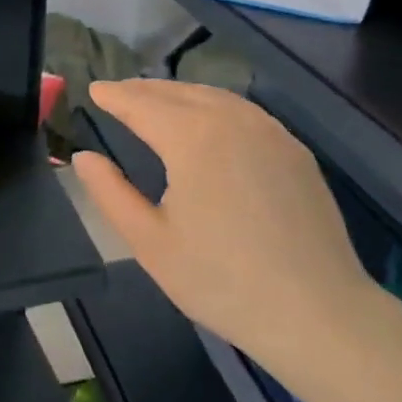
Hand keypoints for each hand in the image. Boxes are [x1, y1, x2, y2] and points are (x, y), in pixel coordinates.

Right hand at [73, 80, 380, 383]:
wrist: (318, 312)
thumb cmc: (223, 282)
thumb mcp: (150, 244)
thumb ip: (110, 194)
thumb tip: (83, 157)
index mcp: (191, 138)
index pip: (142, 104)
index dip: (115, 96)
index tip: (95, 90)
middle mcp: (231, 120)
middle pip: (178, 92)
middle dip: (144, 90)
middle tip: (119, 93)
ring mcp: (269, 131)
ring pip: (214, 96)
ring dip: (179, 94)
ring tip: (157, 102)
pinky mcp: (294, 149)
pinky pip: (244, 112)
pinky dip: (215, 106)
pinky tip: (210, 122)